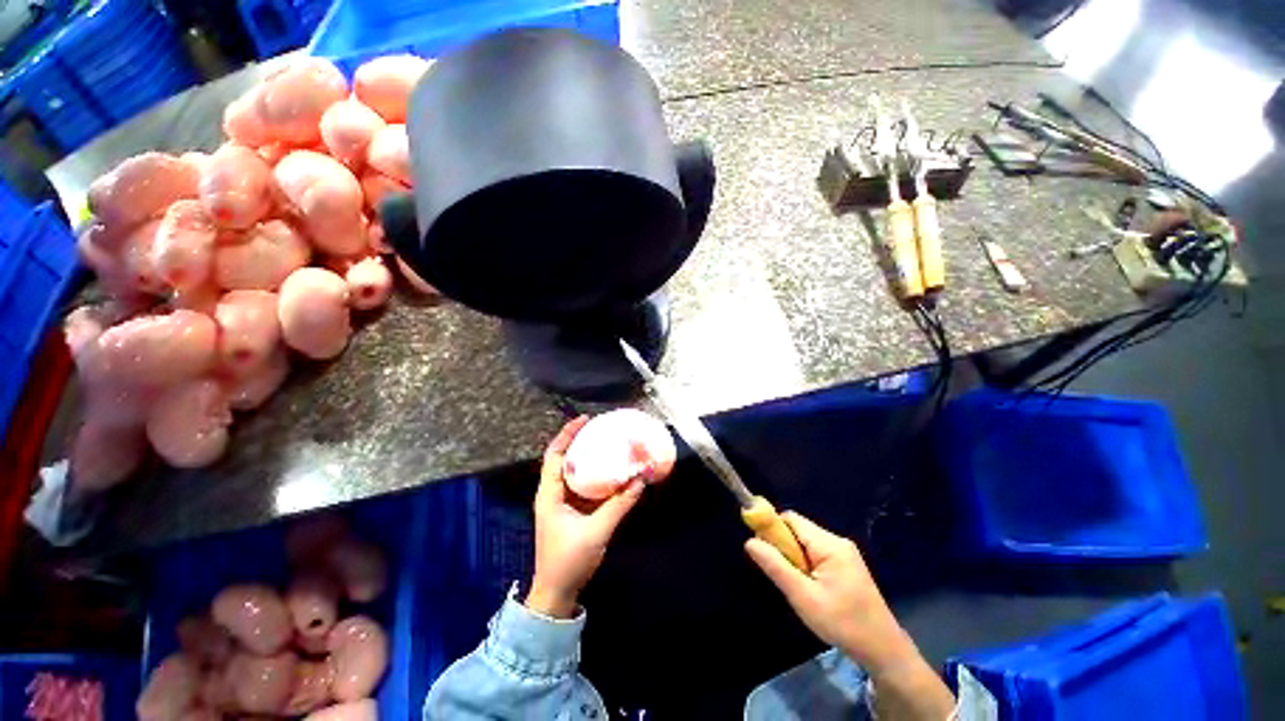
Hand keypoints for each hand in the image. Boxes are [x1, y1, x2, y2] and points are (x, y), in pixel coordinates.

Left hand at [527, 416, 645, 618]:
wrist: (556, 594)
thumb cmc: (569, 561)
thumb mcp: (597, 531)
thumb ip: (620, 505)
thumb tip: (641, 480)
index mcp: (549, 494)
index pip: (554, 455)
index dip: (567, 434)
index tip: (585, 419)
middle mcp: (552, 493)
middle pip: (563, 458)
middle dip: (579, 441)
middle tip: (600, 428)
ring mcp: (560, 503)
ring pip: (572, 471)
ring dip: (587, 457)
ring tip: (606, 442)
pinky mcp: (570, 511)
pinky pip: (581, 485)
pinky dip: (593, 475)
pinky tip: (609, 470)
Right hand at [744, 512, 915, 675]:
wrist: (883, 650)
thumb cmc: (842, 623)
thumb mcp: (803, 597)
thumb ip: (776, 566)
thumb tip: (750, 541)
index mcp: (829, 545)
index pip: (791, 519)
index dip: (771, 528)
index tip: (762, 549)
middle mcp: (837, 541)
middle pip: (798, 529)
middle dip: (783, 547)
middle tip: (781, 574)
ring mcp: (844, 553)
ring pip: (805, 543)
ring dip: (794, 558)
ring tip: (796, 585)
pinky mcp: (845, 564)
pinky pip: (815, 553)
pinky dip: (805, 565)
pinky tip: (809, 588)